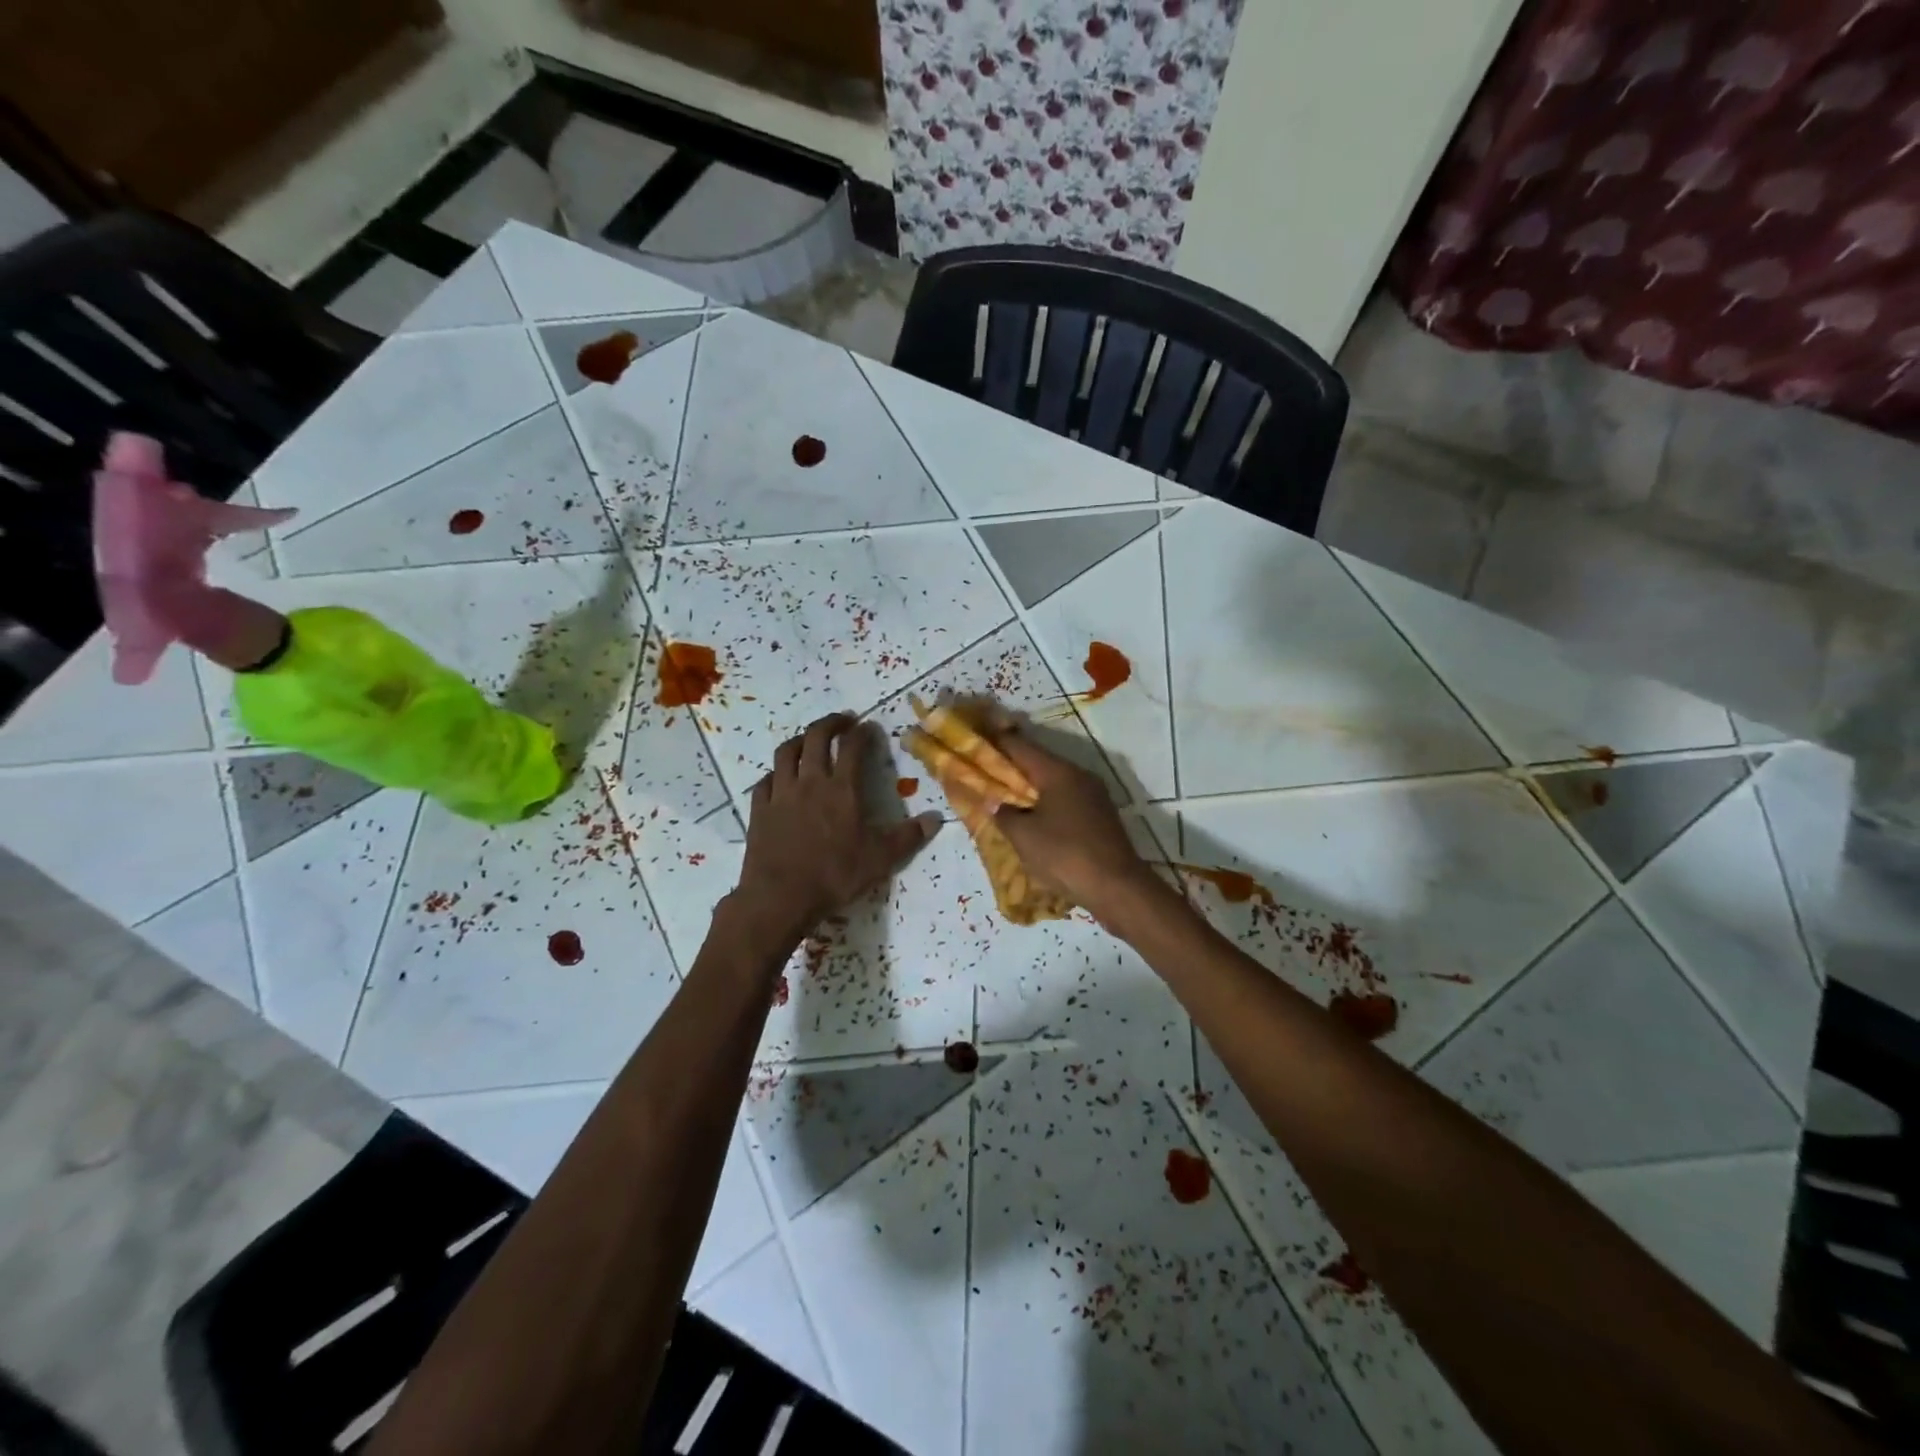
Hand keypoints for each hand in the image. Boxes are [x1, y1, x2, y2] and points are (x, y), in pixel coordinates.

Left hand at [733, 714, 938, 947]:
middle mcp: (810, 782)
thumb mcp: (880, 859)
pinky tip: (779, 779)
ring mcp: (781, 794)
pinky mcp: (759, 809)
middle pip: (816, 738)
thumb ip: (909, 837)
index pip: (853, 748)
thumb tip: (936, 819)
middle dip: (831, 723)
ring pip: (786, 753)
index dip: (862, 733)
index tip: (868, 727)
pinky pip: (765, 781)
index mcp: (842, 789)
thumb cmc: (834, 875)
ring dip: (799, 740)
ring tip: (808, 740)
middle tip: (842, 722)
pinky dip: (775, 773)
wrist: (780, 897)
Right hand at [984, 718, 1161, 925]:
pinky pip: (1066, 799)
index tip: (977, 738)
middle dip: (1011, 766)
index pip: (1020, 746)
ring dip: (1029, 786)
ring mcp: (1094, 795)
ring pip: (1053, 782)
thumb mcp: (1024, 836)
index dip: (996, 741)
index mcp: (1058, 772)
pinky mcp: (1100, 815)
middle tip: (985, 770)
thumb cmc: (1065, 855)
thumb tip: (994, 802)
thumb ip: (1003, 813)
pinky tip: (1033, 817)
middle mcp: (1078, 775)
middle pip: (1038, 762)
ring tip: (1004, 795)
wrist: (1117, 887)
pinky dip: (1046, 802)